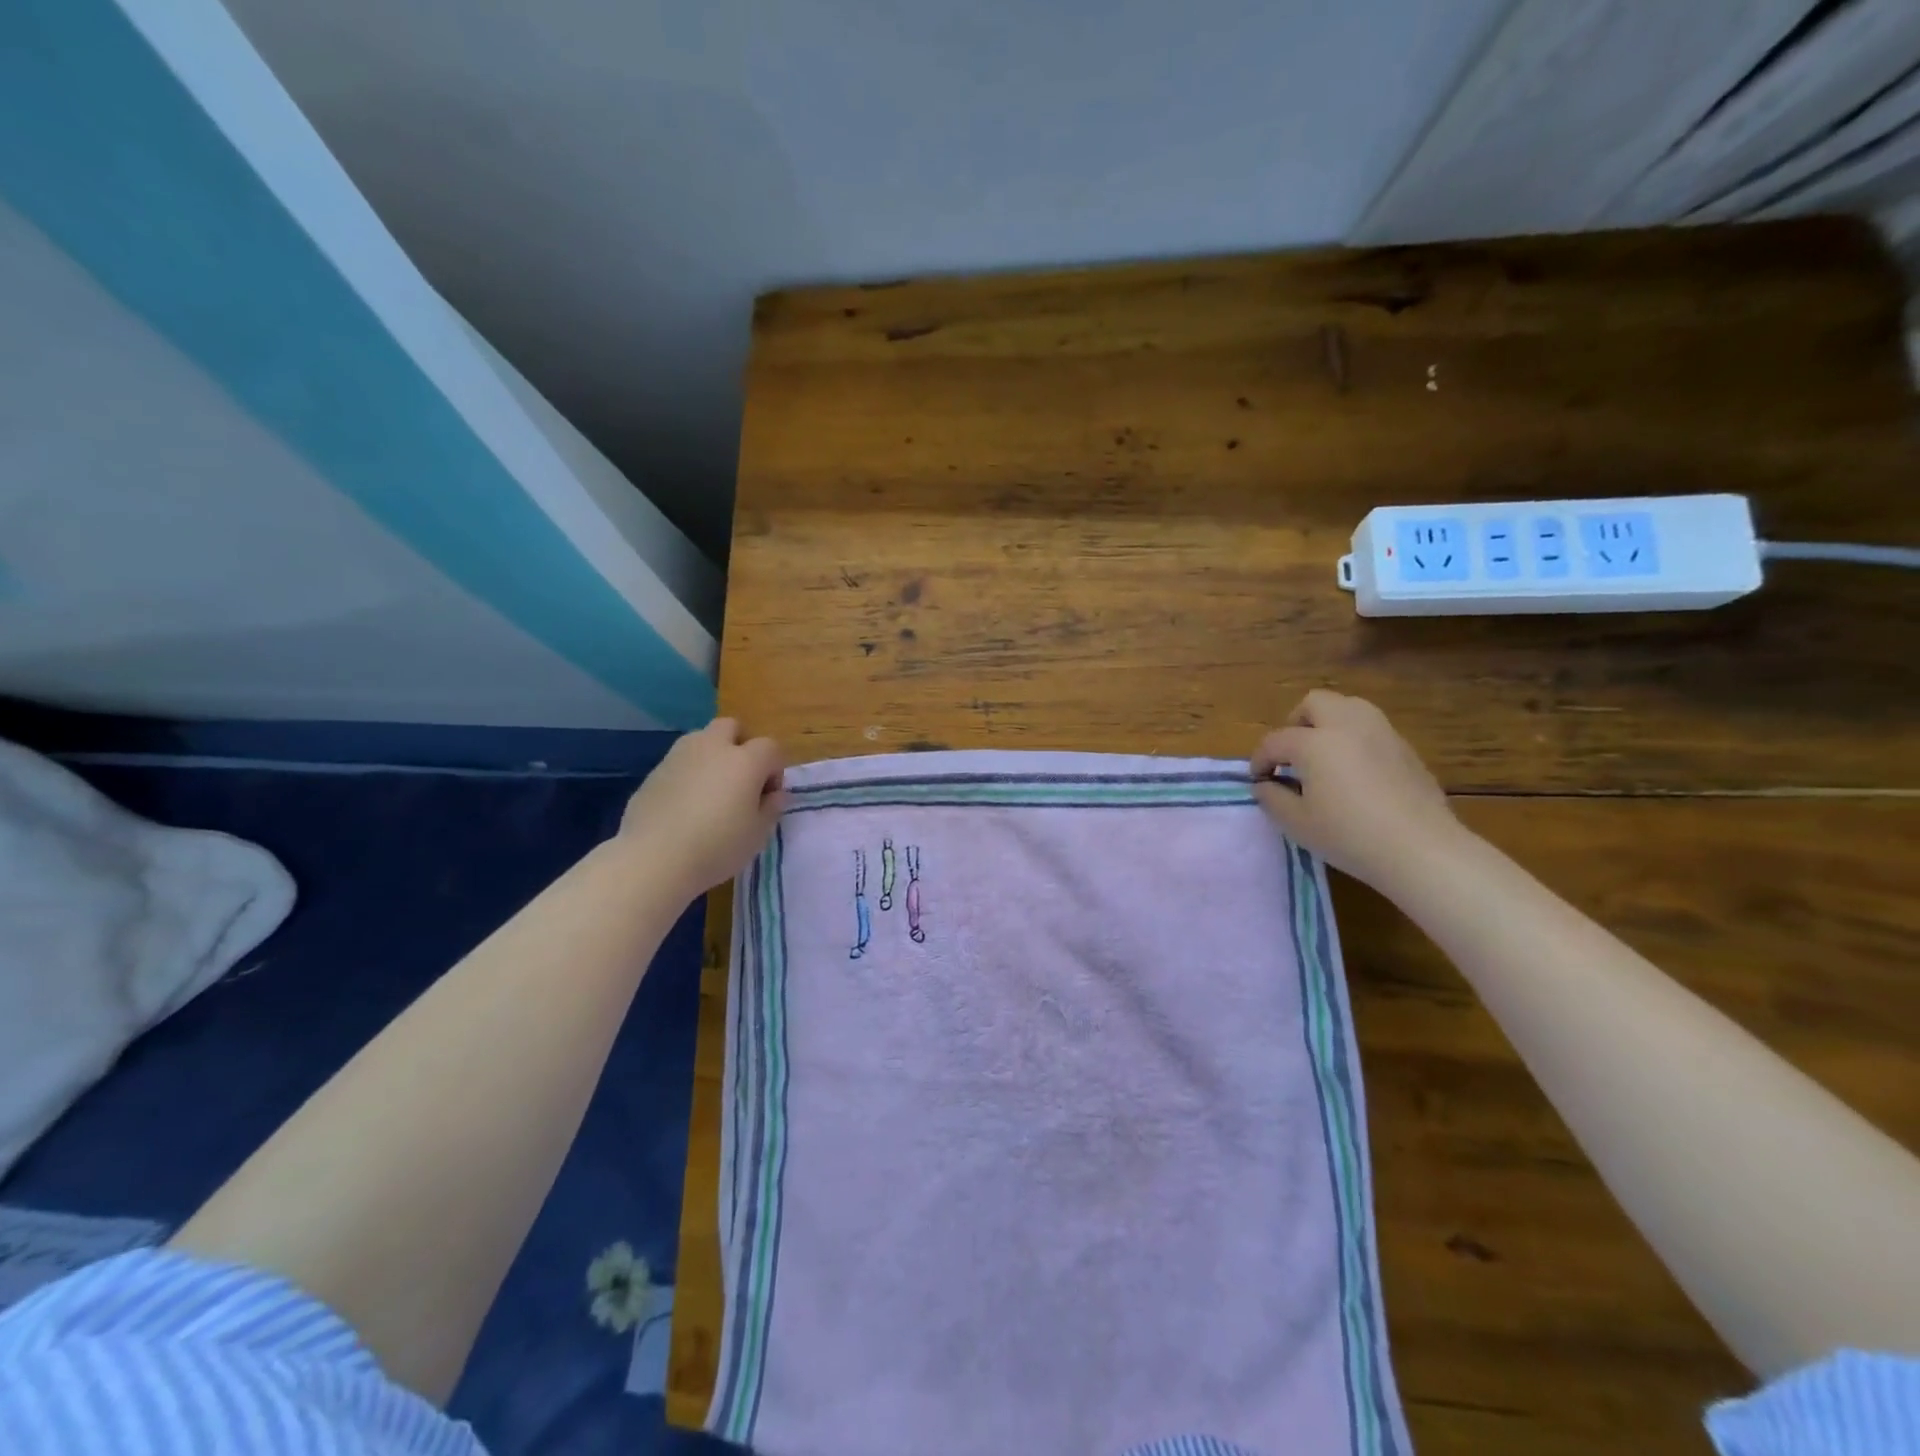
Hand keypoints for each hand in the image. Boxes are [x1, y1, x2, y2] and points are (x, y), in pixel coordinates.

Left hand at [620, 718, 785, 898]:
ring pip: (701, 739)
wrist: (654, 859)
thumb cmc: (717, 847)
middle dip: (740, 745)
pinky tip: (684, 806)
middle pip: (731, 727)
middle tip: (740, 780)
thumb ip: (771, 808)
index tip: (768, 796)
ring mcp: (678, 756)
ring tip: (711, 790)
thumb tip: (774, 794)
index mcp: (745, 761)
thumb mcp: (758, 834)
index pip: (770, 747)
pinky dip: (688, 774)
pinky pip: (679, 762)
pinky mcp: (653, 772)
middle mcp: (712, 748)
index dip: (775, 769)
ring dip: (712, 755)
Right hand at [1250, 690, 1464, 891]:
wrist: (1421, 849)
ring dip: (1329, 723)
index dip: (1260, 759)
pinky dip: (1355, 739)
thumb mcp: (1297, 824)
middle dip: (1296, 723)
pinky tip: (1355, 771)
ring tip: (1324, 755)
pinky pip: (1372, 729)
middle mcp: (1347, 726)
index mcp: (1315, 743)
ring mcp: (1382, 733)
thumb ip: (1272, 798)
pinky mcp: (1406, 749)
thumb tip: (1264, 784)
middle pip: (1315, 703)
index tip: (1259, 780)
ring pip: (1349, 707)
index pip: (1276, 740)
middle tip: (1291, 754)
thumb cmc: (1349, 836)